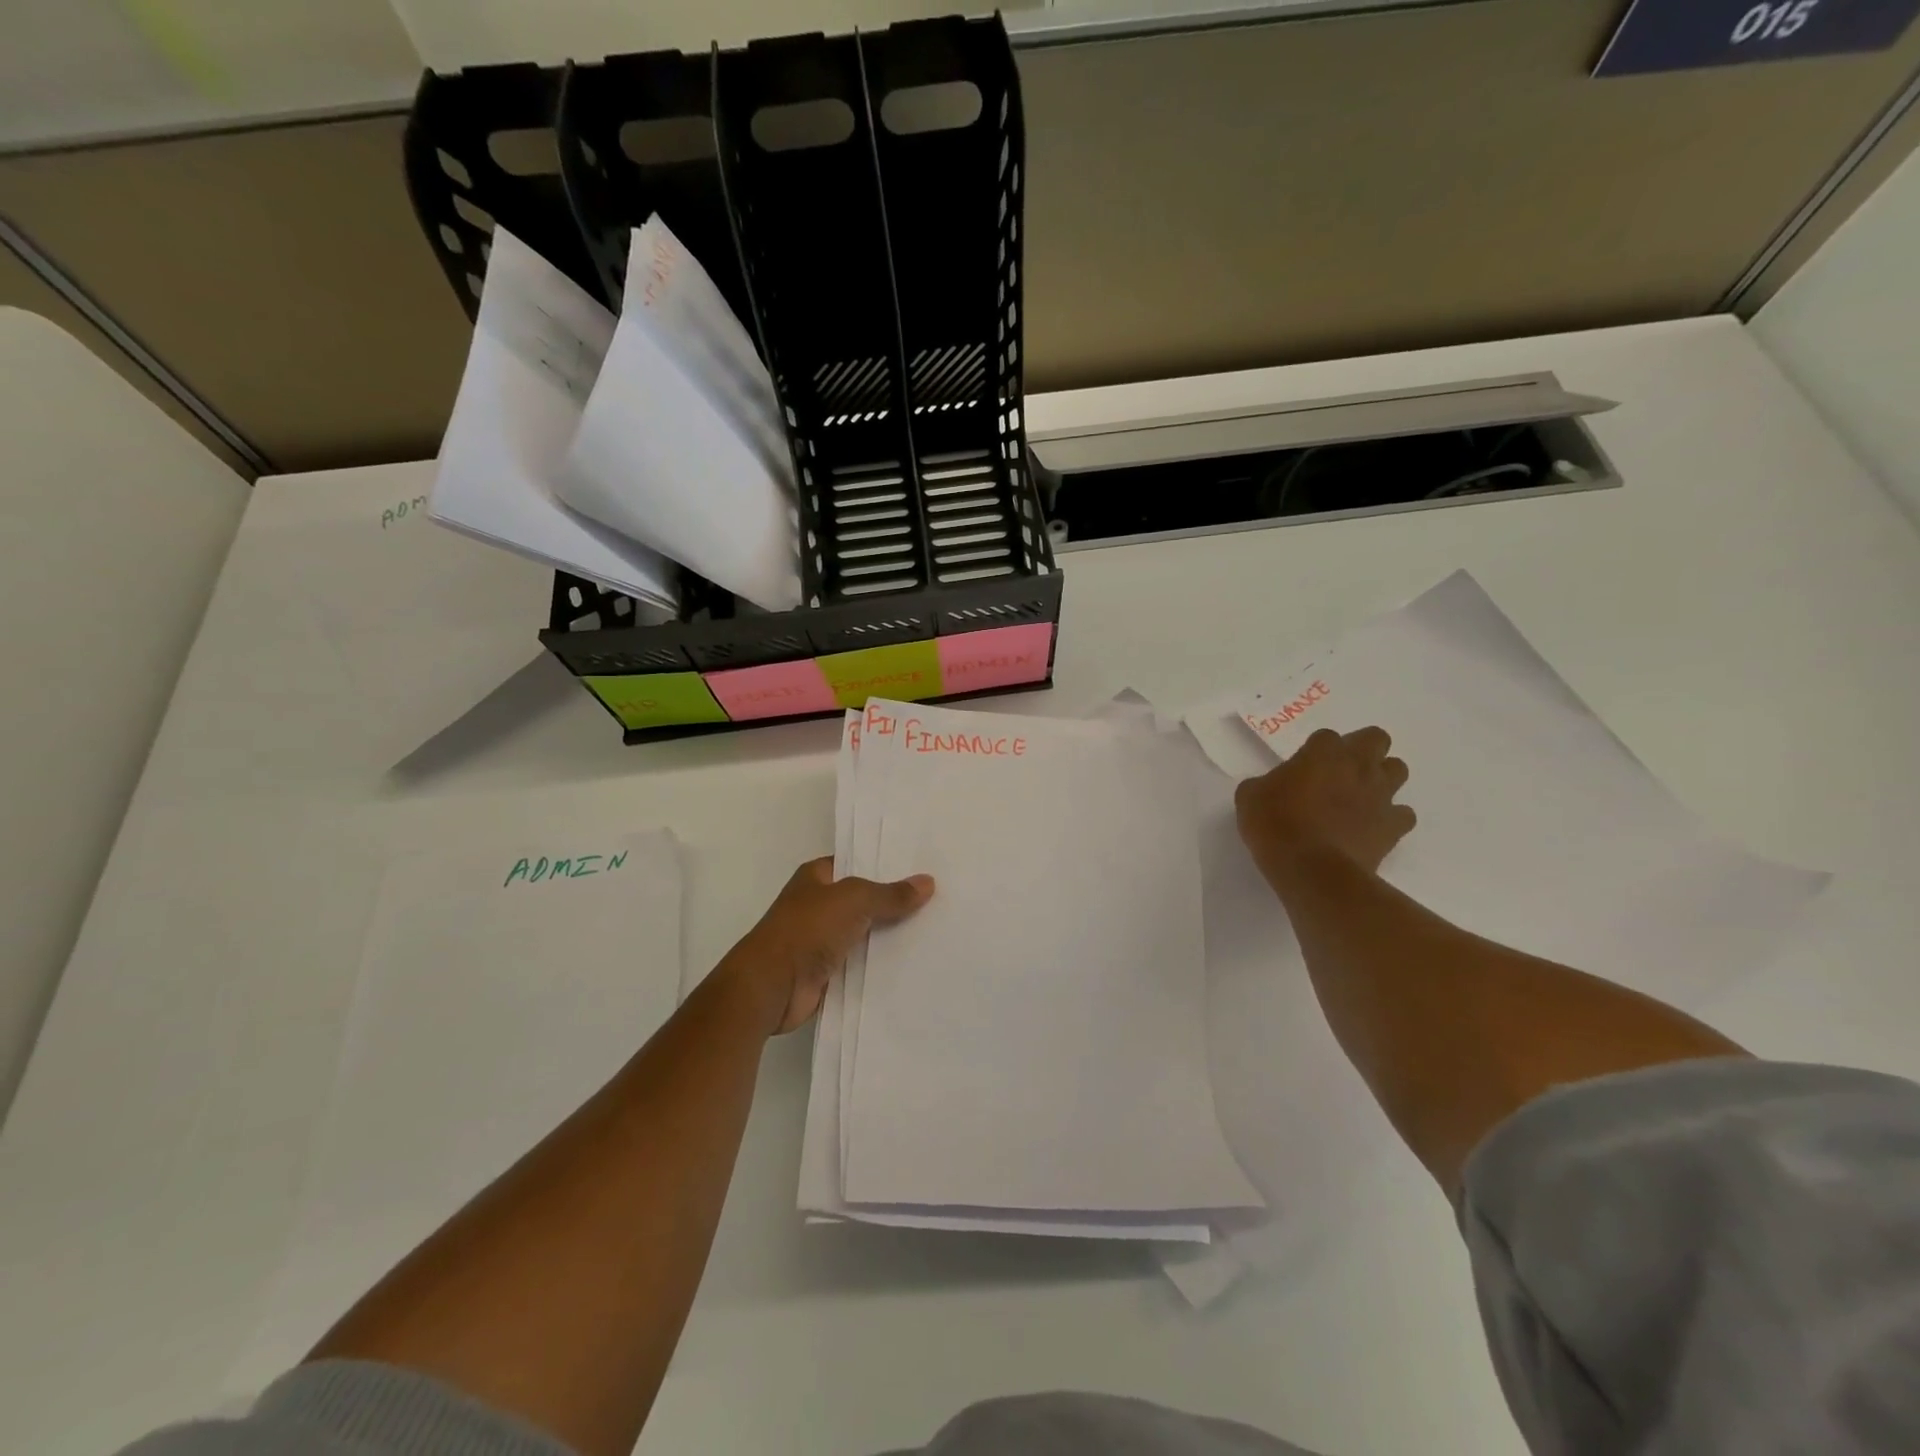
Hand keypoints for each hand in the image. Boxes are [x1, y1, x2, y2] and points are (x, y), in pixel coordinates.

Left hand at [716, 858, 934, 1036]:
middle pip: (864, 899)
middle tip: (938, 898)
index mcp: (816, 877)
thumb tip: (927, 882)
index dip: (885, 864)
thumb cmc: (807, 929)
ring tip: (935, 929)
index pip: (856, 862)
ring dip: (891, 935)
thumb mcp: (854, 900)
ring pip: (865, 932)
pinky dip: (882, 964)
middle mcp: (818, 904)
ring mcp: (822, 939)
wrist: (772, 986)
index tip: (921, 866)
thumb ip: (891, 894)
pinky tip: (914, 961)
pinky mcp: (828, 971)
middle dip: (894, 900)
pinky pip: (862, 963)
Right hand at [1235, 726, 1414, 885]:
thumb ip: (1264, 784)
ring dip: (1381, 778)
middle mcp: (1358, 766)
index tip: (1302, 769)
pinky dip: (1391, 818)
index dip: (1315, 751)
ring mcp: (1381, 795)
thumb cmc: (1275, 826)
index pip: (1326, 737)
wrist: (1311, 870)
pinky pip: (1403, 814)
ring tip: (1359, 797)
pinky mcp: (1394, 826)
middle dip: (1362, 750)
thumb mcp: (1250, 798)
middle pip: (1376, 739)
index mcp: (1322, 753)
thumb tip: (1271, 788)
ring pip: (1397, 770)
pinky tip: (1371, 828)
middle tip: (1339, 772)